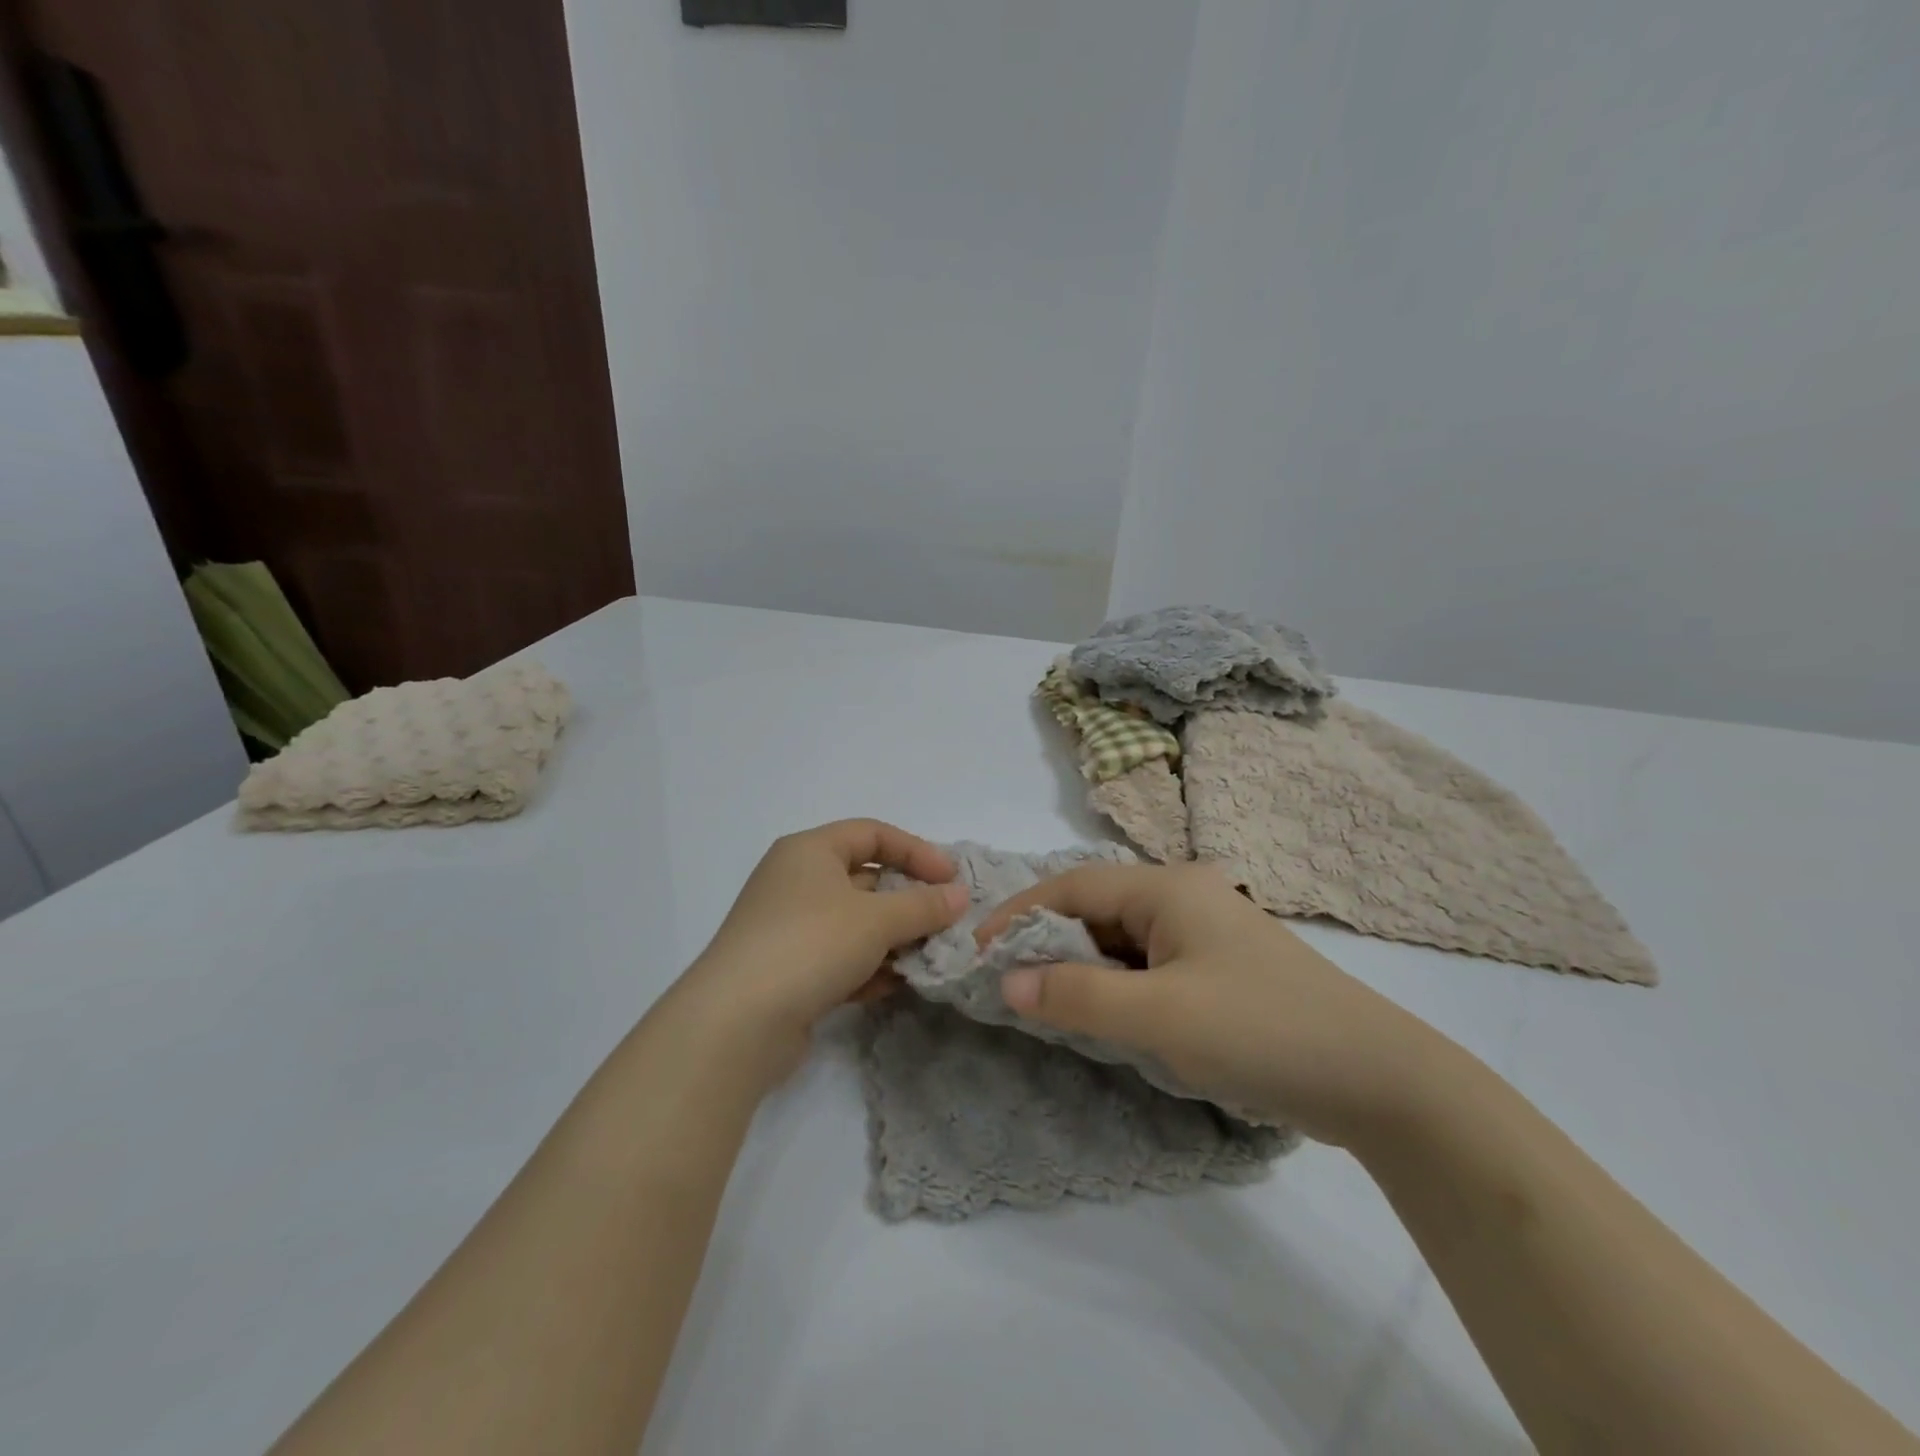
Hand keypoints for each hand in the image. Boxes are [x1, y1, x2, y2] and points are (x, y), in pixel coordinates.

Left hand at [670, 820, 968, 1086]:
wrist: (736, 1024)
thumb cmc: (810, 945)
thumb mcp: (876, 920)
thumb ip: (923, 905)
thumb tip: (959, 896)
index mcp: (810, 851)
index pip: (872, 834)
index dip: (916, 851)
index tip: (951, 880)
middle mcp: (797, 882)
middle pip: (866, 880)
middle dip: (909, 901)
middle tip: (947, 923)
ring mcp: (791, 928)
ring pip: (856, 923)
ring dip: (894, 939)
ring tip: (929, 958)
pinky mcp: (790, 971)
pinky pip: (841, 958)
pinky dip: (870, 967)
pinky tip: (895, 985)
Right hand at [975, 861, 1449, 1145]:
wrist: (1378, 1080)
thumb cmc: (1260, 1031)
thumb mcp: (1159, 1017)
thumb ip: (1078, 996)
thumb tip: (1008, 983)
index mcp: (1168, 888)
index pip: (1073, 886)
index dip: (1019, 914)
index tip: (976, 950)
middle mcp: (1184, 897)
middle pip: (1096, 909)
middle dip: (1047, 942)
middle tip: (1005, 981)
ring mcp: (1205, 934)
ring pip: (1121, 941)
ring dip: (1081, 967)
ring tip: (1044, 1001)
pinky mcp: (1219, 971)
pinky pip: (1147, 967)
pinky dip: (1115, 986)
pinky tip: (1103, 1016)